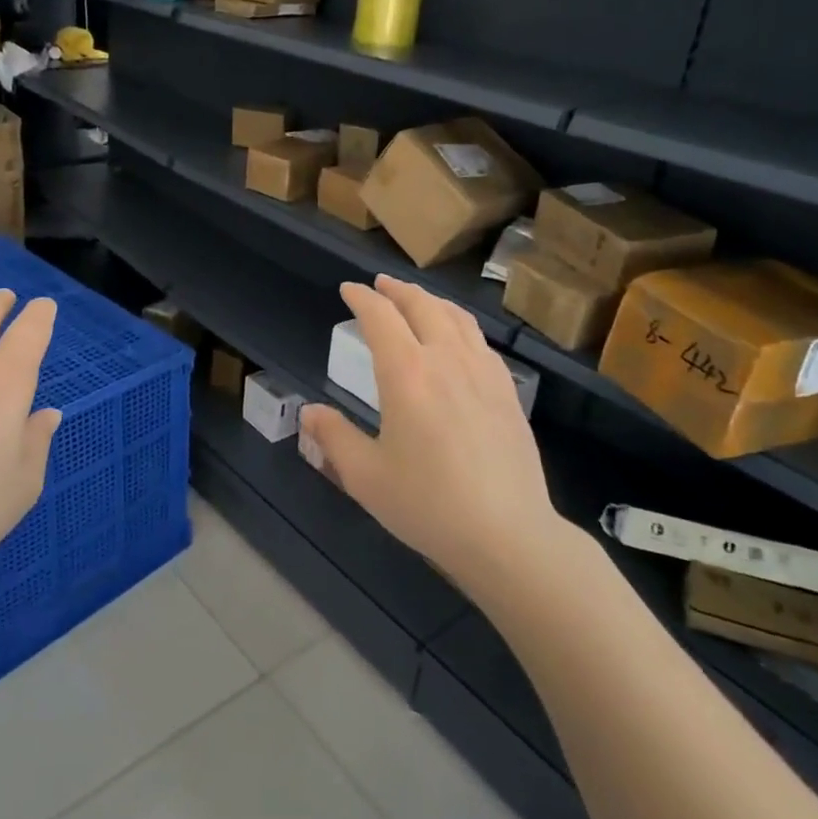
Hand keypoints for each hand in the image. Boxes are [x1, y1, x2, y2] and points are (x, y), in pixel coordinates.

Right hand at [301, 276, 566, 595]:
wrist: (507, 534)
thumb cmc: (428, 505)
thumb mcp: (366, 476)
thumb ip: (334, 438)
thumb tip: (309, 412)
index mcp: (407, 374)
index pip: (381, 317)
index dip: (362, 298)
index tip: (349, 290)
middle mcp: (446, 360)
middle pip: (422, 306)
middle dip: (397, 289)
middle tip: (380, 284)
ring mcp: (483, 373)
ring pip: (456, 318)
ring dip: (431, 300)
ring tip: (417, 299)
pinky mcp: (508, 391)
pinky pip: (480, 341)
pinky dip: (460, 324)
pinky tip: (458, 339)